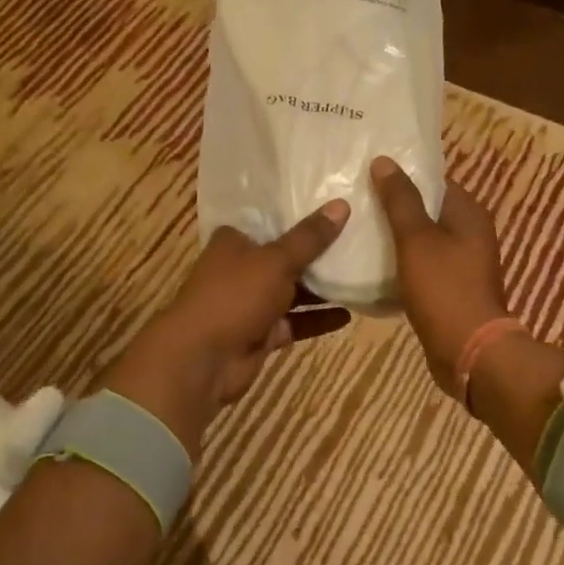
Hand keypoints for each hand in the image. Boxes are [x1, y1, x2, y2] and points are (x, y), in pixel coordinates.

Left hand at [103, 202, 352, 456]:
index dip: (298, 213)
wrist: (203, 360)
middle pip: (284, 256)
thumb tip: (342, 205)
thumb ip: (310, 237)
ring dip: (321, 288)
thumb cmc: (235, 296)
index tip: (333, 204)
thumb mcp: (276, 261)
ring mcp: (251, 303)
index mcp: (234, 242)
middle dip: (317, 252)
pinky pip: (295, 322)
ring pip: (292, 291)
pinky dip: (318, 319)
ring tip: (361, 274)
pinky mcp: (262, 333)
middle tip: (358, 237)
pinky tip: (349, 314)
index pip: (269, 220)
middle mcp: (241, 269)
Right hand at [371, 157, 510, 392]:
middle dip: (394, 206)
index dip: (403, 175)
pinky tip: (371, 263)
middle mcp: (470, 233)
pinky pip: (421, 266)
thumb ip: (400, 200)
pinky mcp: (450, 288)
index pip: (434, 180)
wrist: (469, 352)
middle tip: (355, 199)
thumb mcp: (416, 239)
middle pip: (427, 210)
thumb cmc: (444, 289)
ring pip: (422, 240)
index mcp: (469, 214)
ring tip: (356, 228)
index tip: (368, 173)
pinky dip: (400, 263)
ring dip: (394, 236)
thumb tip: (385, 161)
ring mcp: (461, 263)